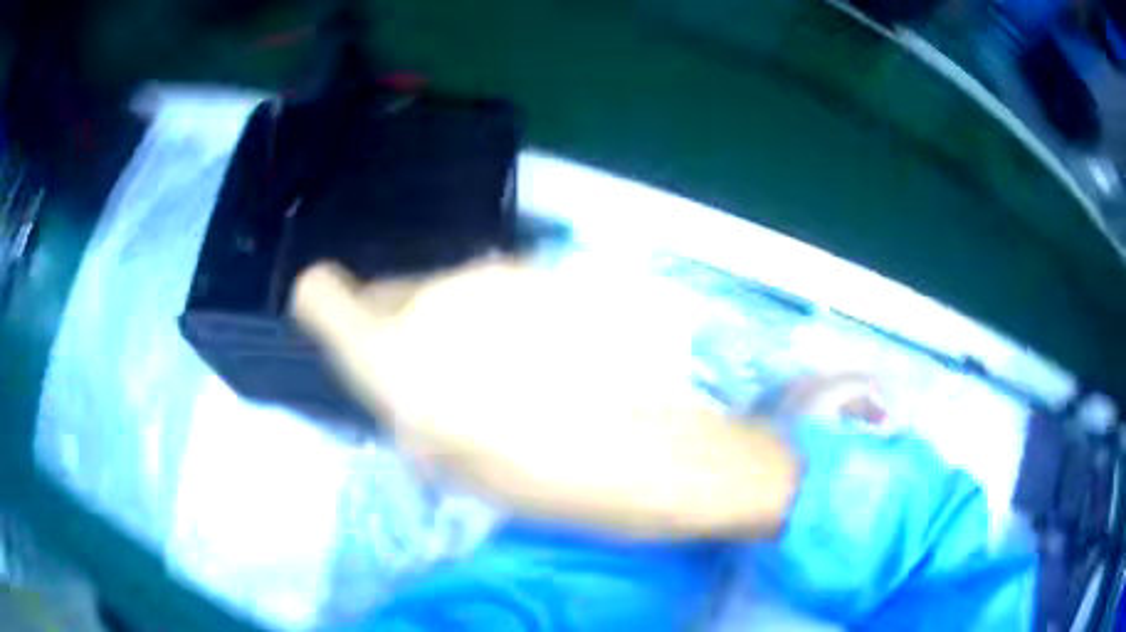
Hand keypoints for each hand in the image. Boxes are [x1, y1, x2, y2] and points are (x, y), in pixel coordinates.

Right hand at [290, 259, 798, 538]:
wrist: (658, 447)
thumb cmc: (550, 480)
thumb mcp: (453, 466)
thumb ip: (405, 407)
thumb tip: (398, 380)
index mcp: (396, 357)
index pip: (321, 295)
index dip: (322, 307)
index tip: (342, 330)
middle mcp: (434, 298)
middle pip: (389, 296)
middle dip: (401, 332)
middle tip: (446, 381)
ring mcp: (494, 274)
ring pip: (445, 293)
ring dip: (456, 325)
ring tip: (509, 374)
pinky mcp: (544, 269)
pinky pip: (496, 291)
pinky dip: (502, 317)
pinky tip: (549, 355)